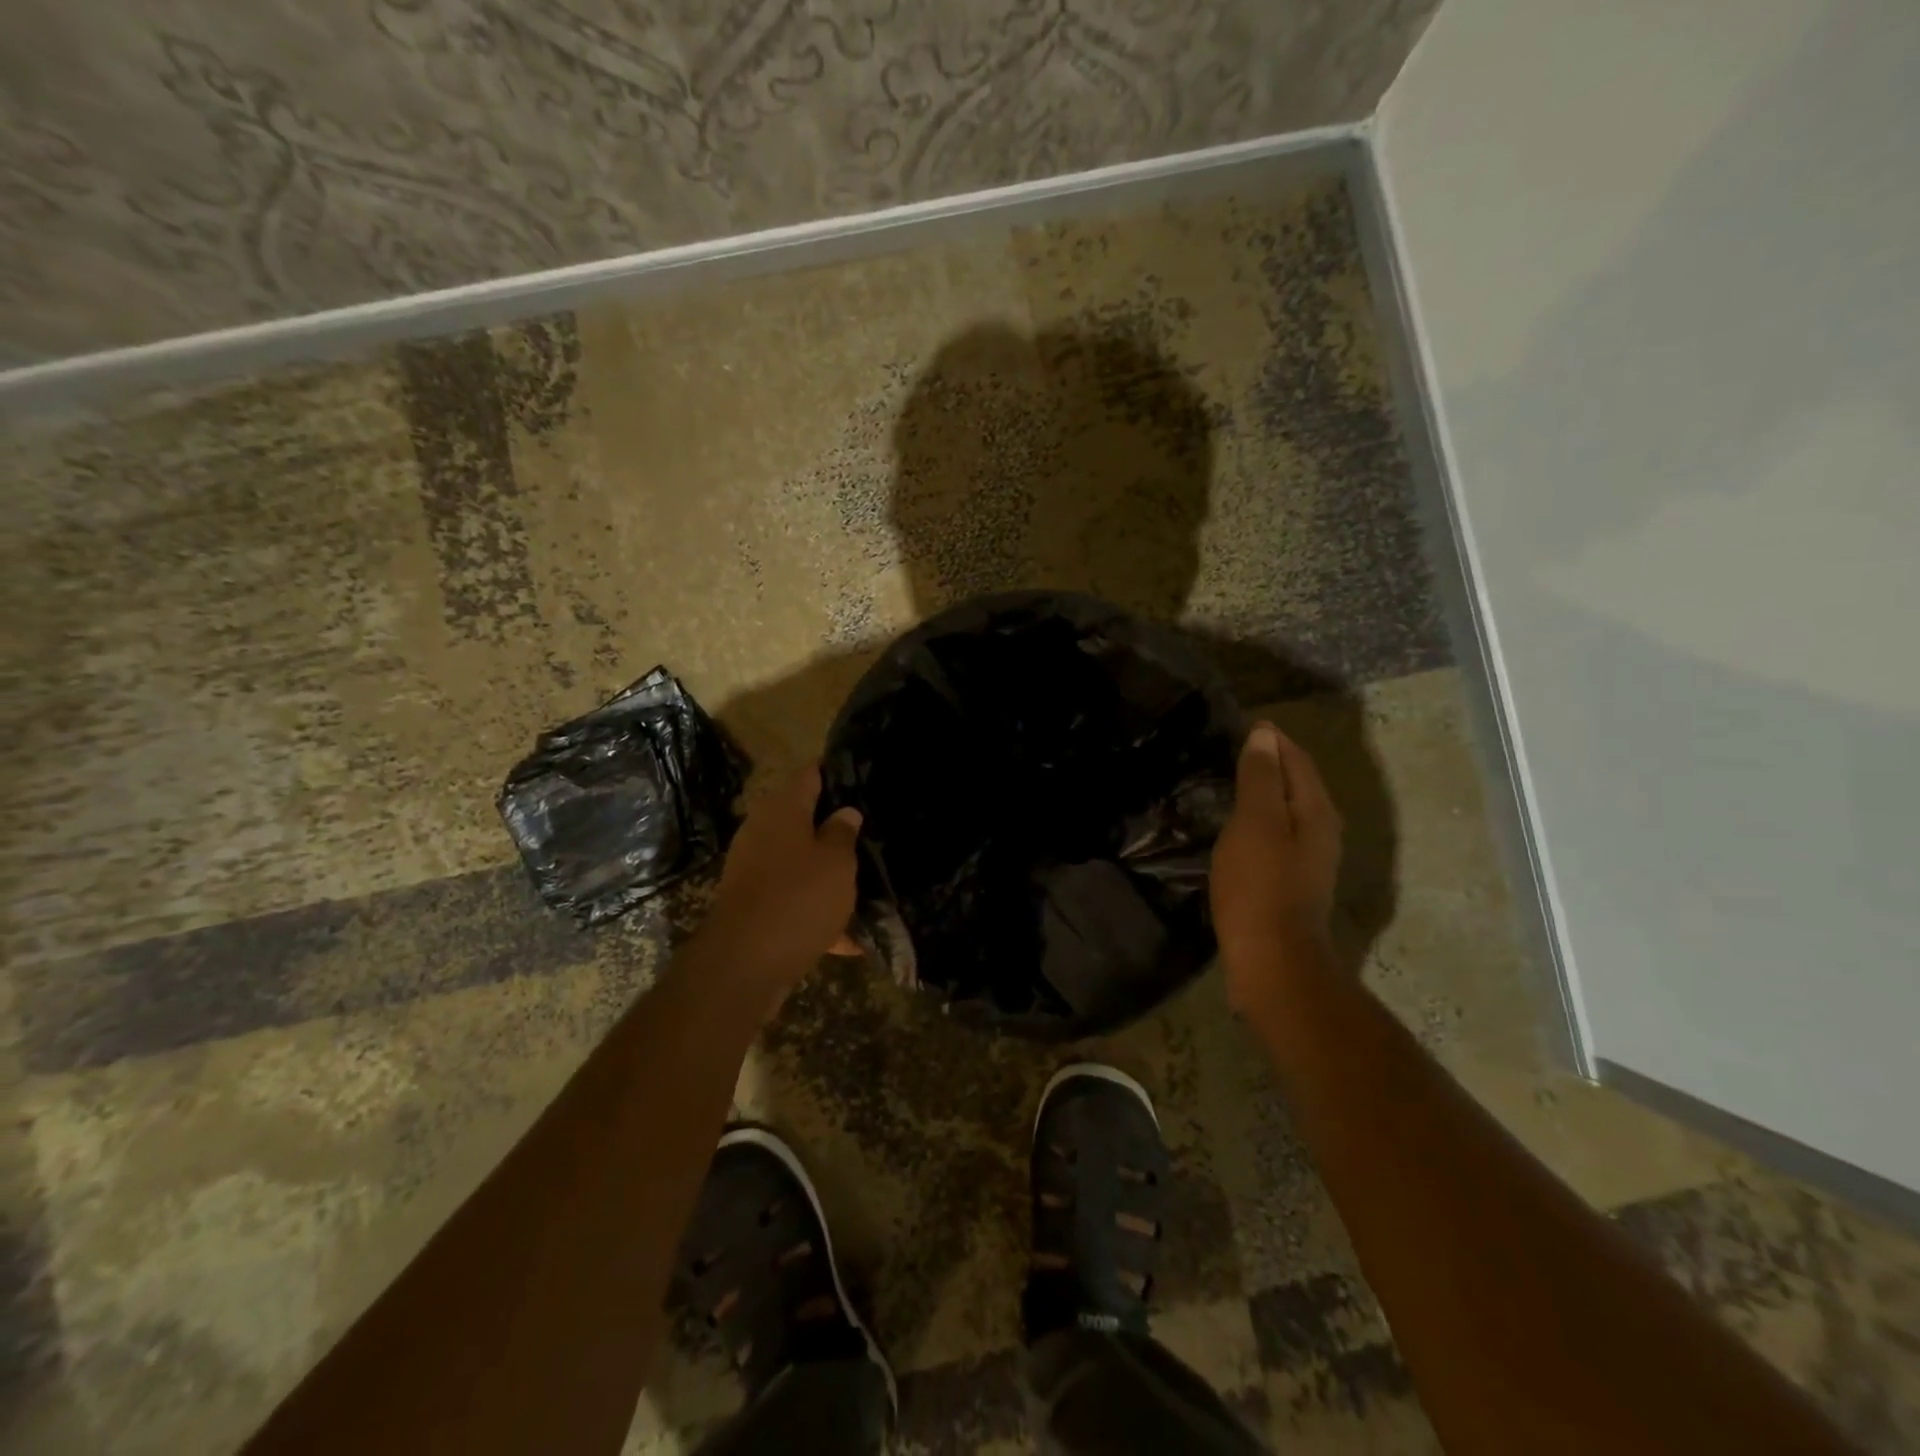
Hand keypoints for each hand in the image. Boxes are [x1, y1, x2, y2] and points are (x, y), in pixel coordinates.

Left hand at [704, 765, 862, 1001]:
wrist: (745, 964)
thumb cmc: (798, 897)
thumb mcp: (837, 862)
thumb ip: (843, 833)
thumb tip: (845, 812)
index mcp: (783, 810)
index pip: (810, 775)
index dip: (834, 772)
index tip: (861, 775)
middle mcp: (763, 832)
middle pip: (803, 819)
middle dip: (834, 827)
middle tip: (871, 832)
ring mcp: (753, 870)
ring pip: (799, 862)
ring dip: (827, 872)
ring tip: (867, 882)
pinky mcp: (753, 905)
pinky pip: (792, 899)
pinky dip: (816, 911)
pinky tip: (849, 938)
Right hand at [1211, 721, 1343, 1012]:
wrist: (1273, 960)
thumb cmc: (1260, 886)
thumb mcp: (1255, 823)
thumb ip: (1261, 778)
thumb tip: (1265, 735)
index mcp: (1315, 810)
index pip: (1297, 759)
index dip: (1272, 739)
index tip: (1242, 724)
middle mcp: (1321, 830)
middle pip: (1298, 783)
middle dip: (1271, 762)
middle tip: (1233, 748)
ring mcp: (1310, 859)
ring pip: (1288, 810)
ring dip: (1265, 792)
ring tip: (1232, 781)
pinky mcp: (1293, 882)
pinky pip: (1278, 834)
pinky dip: (1260, 819)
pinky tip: (1238, 827)